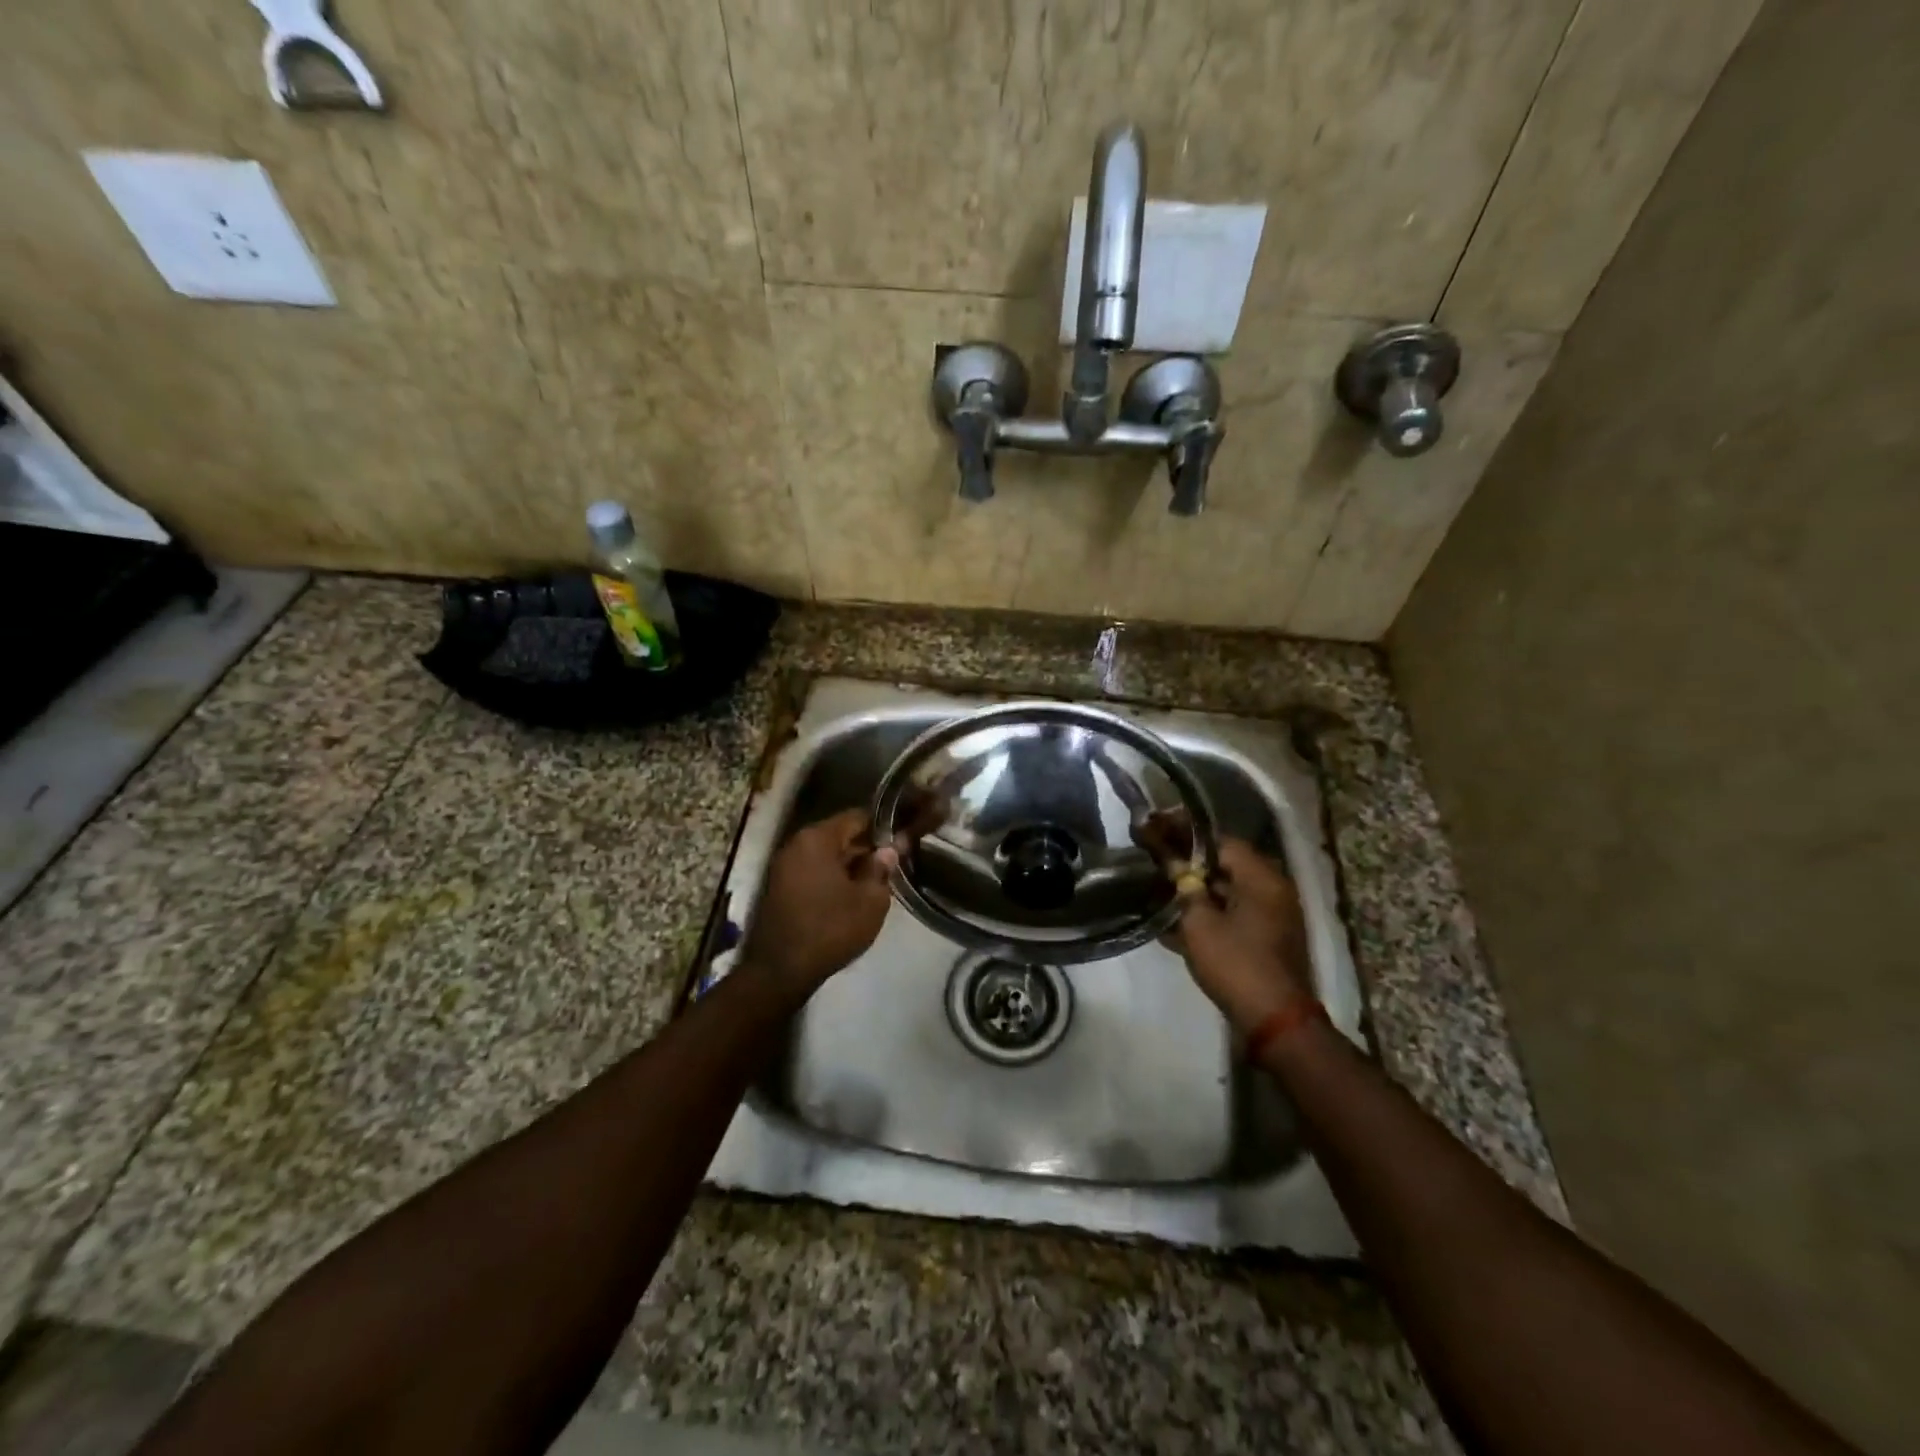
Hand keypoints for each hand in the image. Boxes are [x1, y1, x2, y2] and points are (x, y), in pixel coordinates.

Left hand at [741, 808, 898, 995]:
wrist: (780, 971)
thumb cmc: (830, 929)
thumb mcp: (870, 901)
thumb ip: (882, 868)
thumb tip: (890, 849)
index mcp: (817, 838)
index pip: (857, 817)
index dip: (884, 824)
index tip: (904, 834)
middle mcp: (796, 844)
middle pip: (840, 835)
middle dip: (868, 846)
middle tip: (896, 860)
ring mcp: (784, 866)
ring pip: (827, 855)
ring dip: (851, 864)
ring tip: (879, 879)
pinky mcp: (780, 888)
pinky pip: (814, 871)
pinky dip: (834, 877)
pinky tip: (854, 894)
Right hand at [1173, 839, 1314, 1034]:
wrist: (1274, 1021)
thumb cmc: (1236, 963)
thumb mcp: (1200, 923)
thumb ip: (1185, 887)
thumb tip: (1173, 864)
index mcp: (1262, 879)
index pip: (1222, 842)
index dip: (1188, 835)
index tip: (1159, 832)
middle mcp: (1273, 892)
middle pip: (1226, 866)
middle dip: (1190, 865)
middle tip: (1156, 862)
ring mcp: (1272, 919)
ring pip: (1227, 894)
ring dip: (1196, 892)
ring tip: (1159, 892)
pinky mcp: (1266, 942)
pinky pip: (1233, 918)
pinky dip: (1208, 917)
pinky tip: (1174, 926)